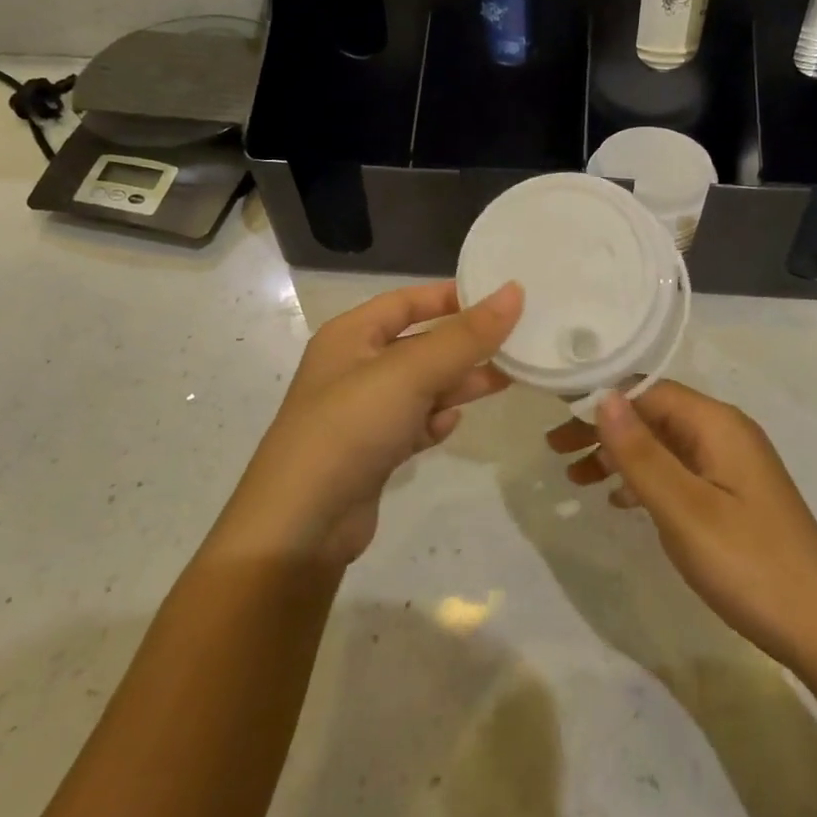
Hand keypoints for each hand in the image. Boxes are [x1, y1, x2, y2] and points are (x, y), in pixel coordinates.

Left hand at [217, 281, 522, 562]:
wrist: (302, 525)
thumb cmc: (352, 427)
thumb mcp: (411, 372)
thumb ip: (465, 335)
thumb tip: (514, 291)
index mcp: (350, 336)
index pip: (405, 301)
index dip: (449, 296)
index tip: (497, 297)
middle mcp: (353, 368)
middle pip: (418, 345)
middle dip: (463, 345)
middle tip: (514, 343)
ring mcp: (361, 414)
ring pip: (420, 387)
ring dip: (457, 383)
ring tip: (503, 380)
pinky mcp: (371, 453)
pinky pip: (412, 424)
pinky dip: (434, 421)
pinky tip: (451, 425)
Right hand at [547, 381, 816, 669]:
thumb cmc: (748, 563)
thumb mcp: (684, 509)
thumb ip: (641, 453)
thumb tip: (602, 396)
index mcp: (716, 424)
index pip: (647, 390)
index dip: (599, 398)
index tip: (554, 415)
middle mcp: (724, 433)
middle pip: (652, 414)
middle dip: (603, 427)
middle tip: (555, 450)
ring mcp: (730, 465)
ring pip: (662, 444)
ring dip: (619, 454)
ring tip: (575, 476)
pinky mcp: (732, 495)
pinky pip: (678, 471)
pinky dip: (643, 479)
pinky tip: (619, 501)